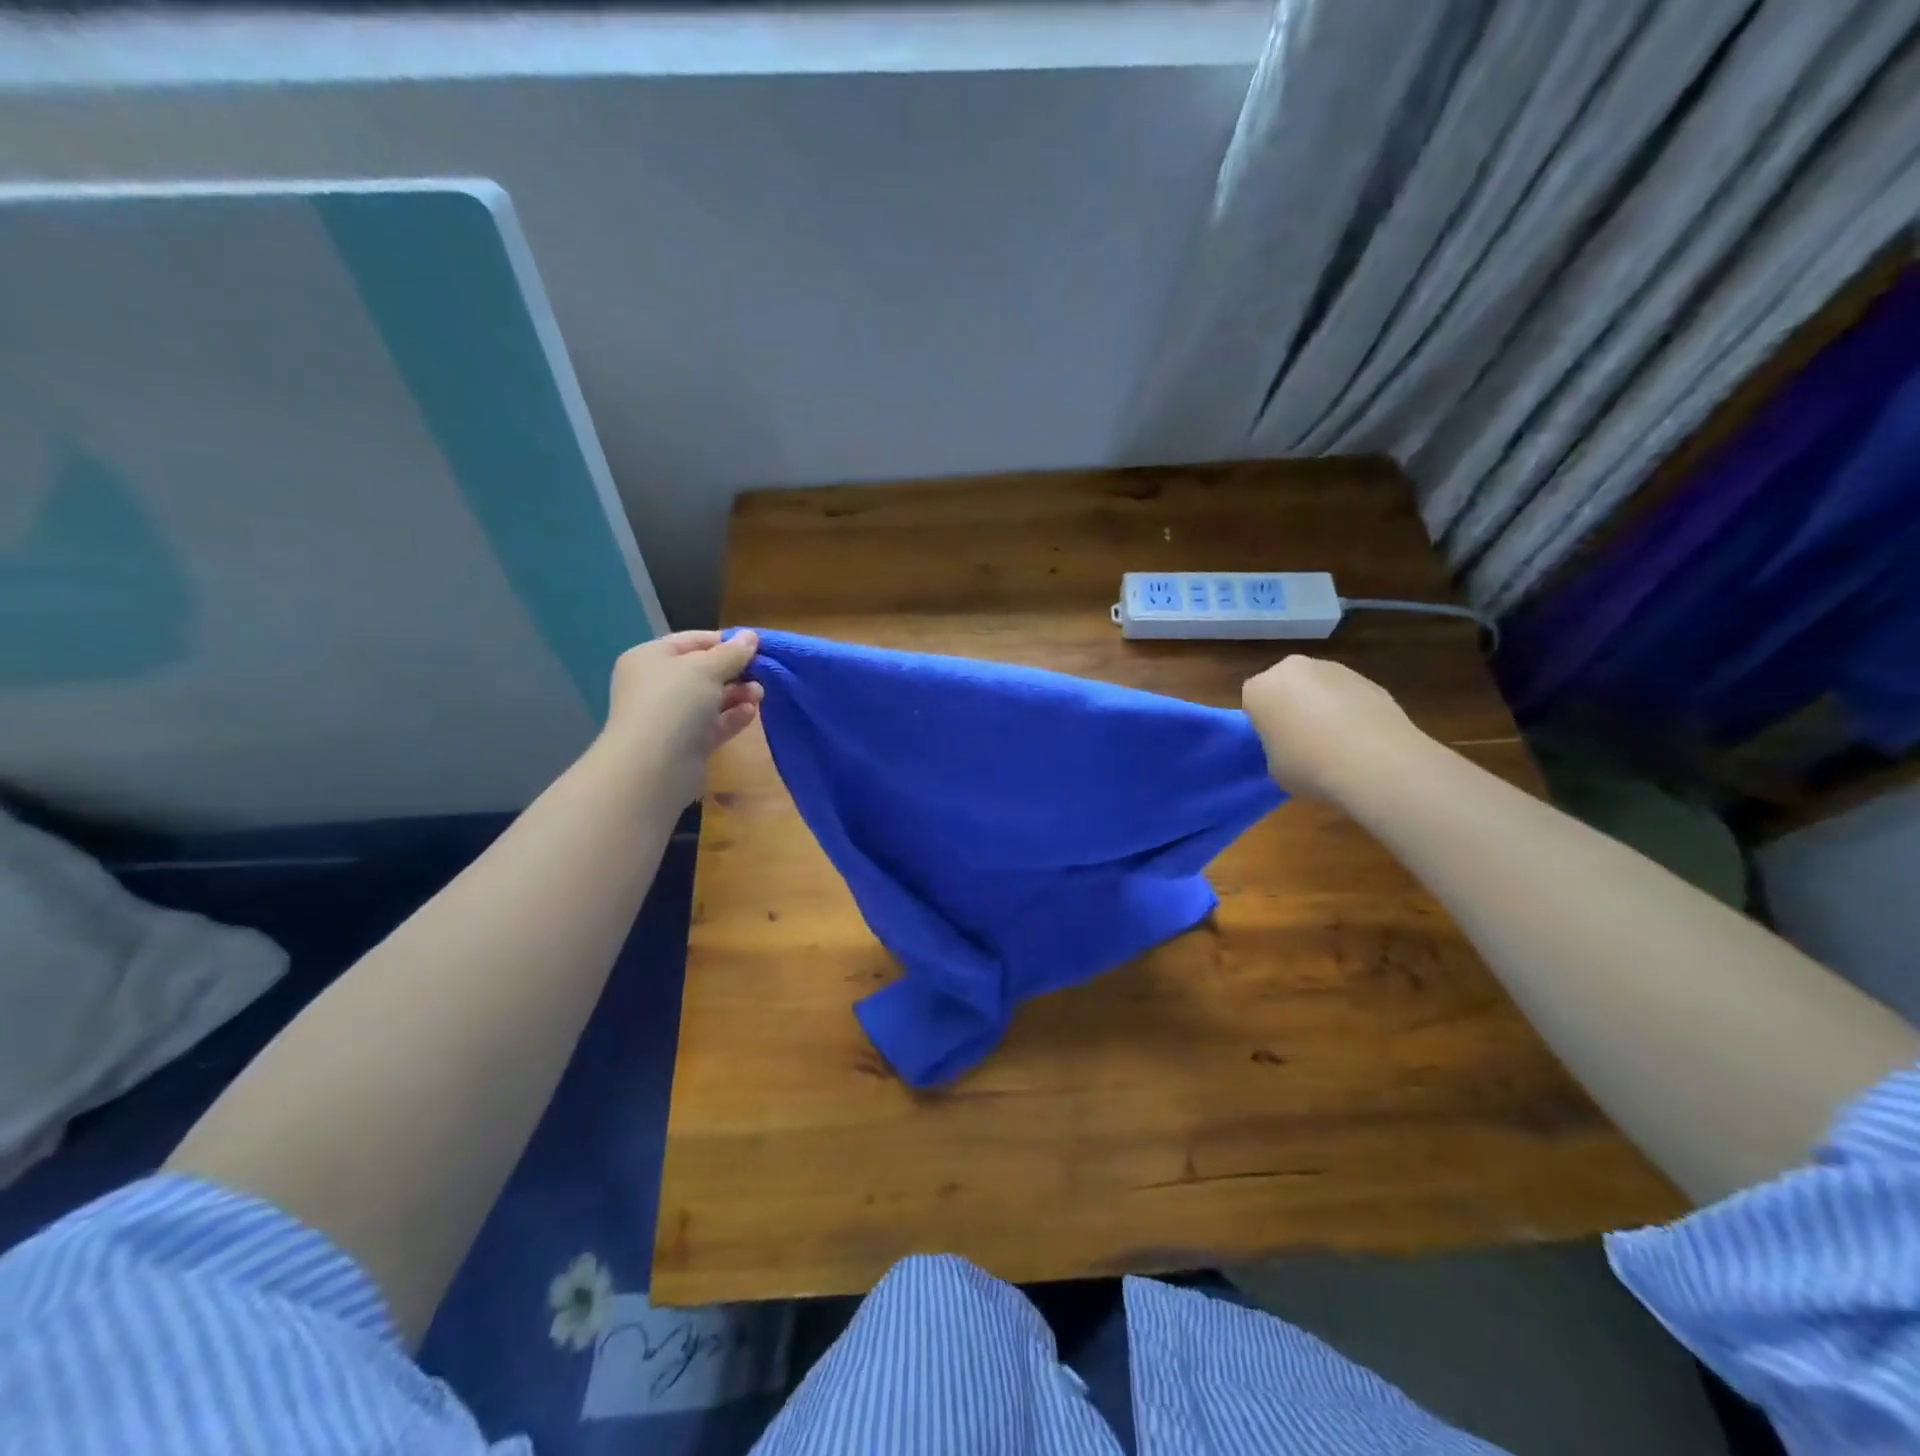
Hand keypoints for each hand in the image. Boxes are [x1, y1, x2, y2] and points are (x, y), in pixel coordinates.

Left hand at [604, 630, 762, 805]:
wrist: (654, 766)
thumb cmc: (674, 702)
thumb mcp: (706, 668)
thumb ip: (732, 652)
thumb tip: (750, 636)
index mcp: (651, 658)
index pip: (692, 641)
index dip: (724, 641)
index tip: (756, 646)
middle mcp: (658, 685)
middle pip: (703, 671)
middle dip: (735, 671)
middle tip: (762, 672)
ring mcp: (671, 716)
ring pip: (711, 699)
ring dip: (737, 694)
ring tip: (759, 694)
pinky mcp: (686, 743)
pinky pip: (714, 724)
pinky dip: (733, 716)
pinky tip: (752, 712)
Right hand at [1241, 655, 1428, 801]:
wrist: (1375, 762)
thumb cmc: (1309, 765)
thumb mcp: (1273, 766)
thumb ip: (1275, 747)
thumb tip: (1291, 745)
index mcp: (1259, 688)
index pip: (1252, 703)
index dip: (1262, 725)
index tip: (1274, 745)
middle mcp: (1292, 669)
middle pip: (1284, 687)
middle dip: (1290, 707)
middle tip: (1301, 741)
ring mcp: (1333, 669)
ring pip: (1317, 688)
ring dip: (1321, 706)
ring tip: (1336, 742)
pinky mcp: (1367, 678)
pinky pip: (1347, 695)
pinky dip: (1349, 710)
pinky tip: (1360, 739)